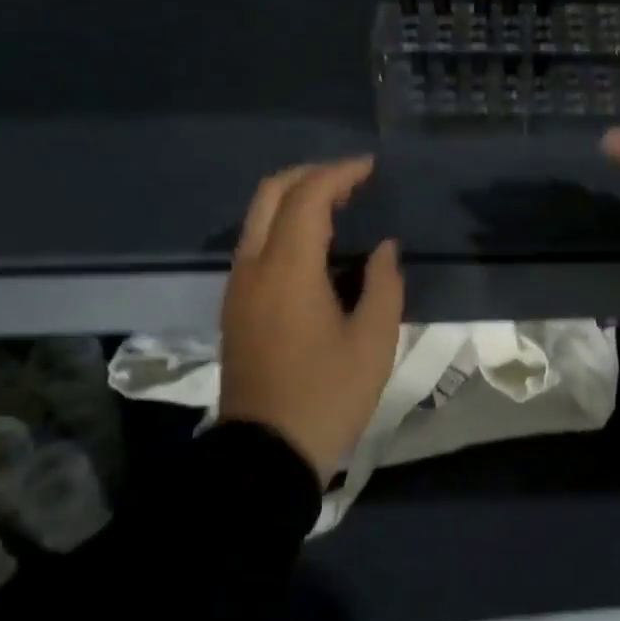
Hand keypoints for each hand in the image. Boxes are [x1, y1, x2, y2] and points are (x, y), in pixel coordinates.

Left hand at [218, 158, 404, 483]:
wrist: (267, 452)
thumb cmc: (328, 396)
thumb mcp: (374, 343)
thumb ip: (384, 285)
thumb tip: (383, 250)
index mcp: (288, 269)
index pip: (309, 196)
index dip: (340, 174)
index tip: (372, 169)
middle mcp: (253, 266)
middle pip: (271, 194)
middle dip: (311, 175)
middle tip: (351, 180)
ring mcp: (238, 287)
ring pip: (258, 218)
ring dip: (294, 200)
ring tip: (339, 209)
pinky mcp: (235, 307)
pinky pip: (256, 246)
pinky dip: (284, 228)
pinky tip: (316, 249)